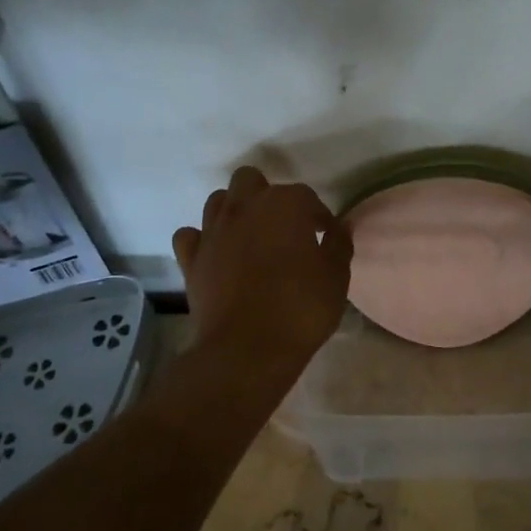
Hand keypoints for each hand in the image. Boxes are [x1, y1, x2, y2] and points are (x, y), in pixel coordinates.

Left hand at [173, 167, 351, 363]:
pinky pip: (189, 236)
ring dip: (234, 211)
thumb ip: (339, 244)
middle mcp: (245, 207)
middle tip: (283, 227)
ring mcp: (213, 231)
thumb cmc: (300, 309)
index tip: (325, 236)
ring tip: (250, 236)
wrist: (247, 350)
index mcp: (284, 205)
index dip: (318, 216)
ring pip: (218, 200)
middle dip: (267, 196)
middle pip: (251, 180)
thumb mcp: (336, 277)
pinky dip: (201, 240)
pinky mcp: (191, 259)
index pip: (306, 197)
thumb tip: (340, 226)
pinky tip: (215, 254)